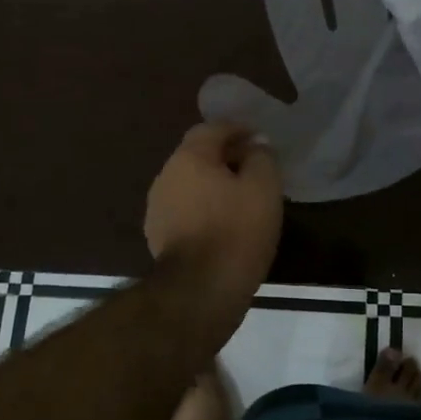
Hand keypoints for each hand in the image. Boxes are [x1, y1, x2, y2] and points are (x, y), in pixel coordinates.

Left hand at [144, 122, 283, 294]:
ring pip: (189, 183)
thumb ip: (261, 157)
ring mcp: (157, 207)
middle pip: (197, 155)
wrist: (199, 291)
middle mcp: (166, 175)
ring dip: (212, 184)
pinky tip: (223, 224)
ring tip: (240, 198)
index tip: (260, 140)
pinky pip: (184, 209)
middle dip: (225, 156)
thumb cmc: (236, 231)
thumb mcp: (263, 188)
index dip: (238, 130)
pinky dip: (203, 208)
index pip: (213, 128)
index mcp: (189, 157)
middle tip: (253, 169)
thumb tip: (256, 144)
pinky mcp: (157, 236)